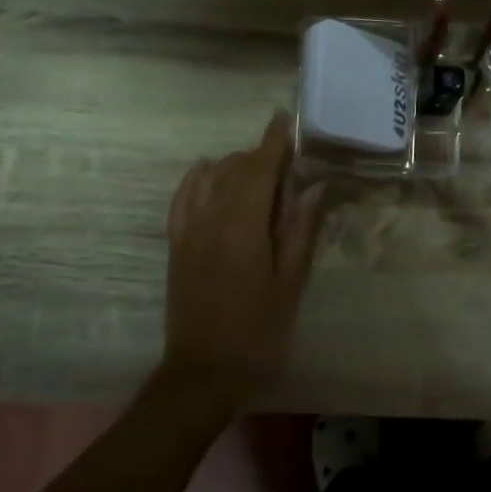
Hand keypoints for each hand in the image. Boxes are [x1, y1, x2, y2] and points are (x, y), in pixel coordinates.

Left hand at [162, 112, 325, 401]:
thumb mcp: (290, 283)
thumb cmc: (258, 331)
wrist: (204, 373)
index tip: (285, 119)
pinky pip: (182, 199)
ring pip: (209, 180)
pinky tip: (206, 171)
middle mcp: (211, 219)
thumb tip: (314, 187)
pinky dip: (195, 179)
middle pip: (235, 170)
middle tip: (286, 154)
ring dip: (233, 165)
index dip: (273, 142)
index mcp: (243, 227)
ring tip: (256, 165)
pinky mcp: (176, 246)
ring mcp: (188, 232)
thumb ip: (300, 230)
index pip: (259, 170)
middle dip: (259, 155)